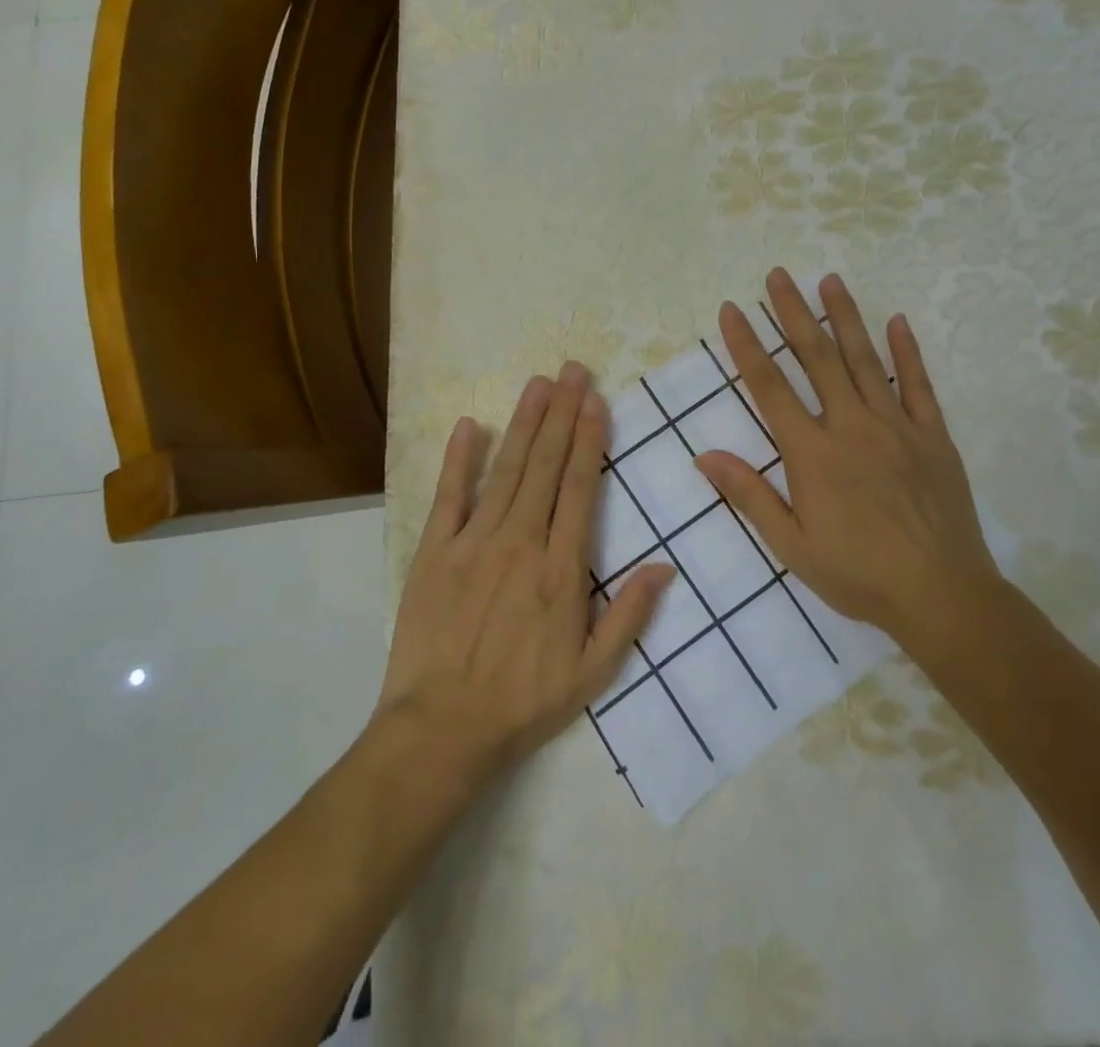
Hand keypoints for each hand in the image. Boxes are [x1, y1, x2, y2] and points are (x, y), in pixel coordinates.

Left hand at [373, 363, 674, 795]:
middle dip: (561, 414)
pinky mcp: (434, 552)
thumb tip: (665, 565)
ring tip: (538, 383)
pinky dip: (459, 459)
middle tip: (572, 370)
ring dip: (524, 424)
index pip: (579, 488)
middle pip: (545, 467)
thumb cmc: (523, 701)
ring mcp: (473, 543)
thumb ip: (630, 615)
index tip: (596, 401)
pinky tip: (471, 425)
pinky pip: (449, 496)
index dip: (589, 440)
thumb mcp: (593, 673)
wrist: (441, 729)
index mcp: (561, 569)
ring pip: (506, 471)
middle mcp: (520, 542)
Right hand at [694, 270, 997, 639]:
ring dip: (845, 317)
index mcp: (812, 453)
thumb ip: (749, 495)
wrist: (941, 595)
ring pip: (865, 360)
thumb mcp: (791, 545)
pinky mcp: (932, 436)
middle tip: (778, 275)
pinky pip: (918, 385)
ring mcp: (896, 426)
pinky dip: (907, 351)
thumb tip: (704, 456)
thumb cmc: (858, 574)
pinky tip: (897, 321)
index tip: (732, 310)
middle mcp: (851, 427)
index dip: (747, 346)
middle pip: (817, 358)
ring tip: (829, 280)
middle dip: (793, 313)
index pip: (770, 388)